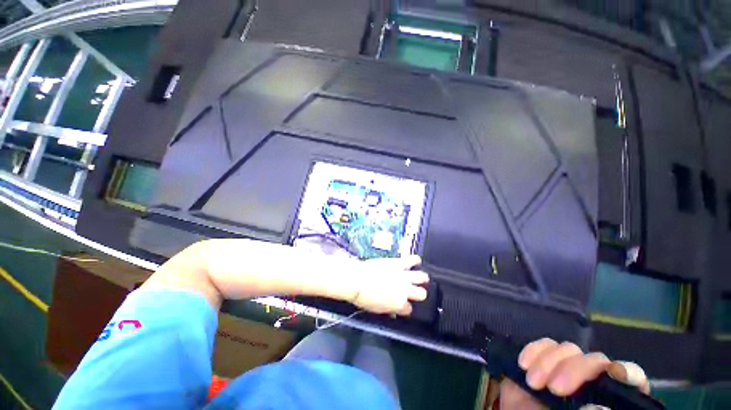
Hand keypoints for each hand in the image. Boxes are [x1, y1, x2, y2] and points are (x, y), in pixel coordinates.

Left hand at [349, 255, 428, 315]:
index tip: (403, 305)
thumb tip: (393, 312)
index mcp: (399, 304)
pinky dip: (416, 260)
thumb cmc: (364, 297)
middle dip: (419, 293)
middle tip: (415, 291)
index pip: (409, 309)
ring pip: (422, 277)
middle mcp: (405, 290)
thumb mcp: (376, 309)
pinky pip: (412, 260)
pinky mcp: (399, 263)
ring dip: (422, 278)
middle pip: (421, 294)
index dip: (406, 307)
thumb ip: (388, 310)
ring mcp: (403, 275)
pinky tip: (416, 261)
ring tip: (421, 277)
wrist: (357, 279)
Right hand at [498, 338, 649, 408]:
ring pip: (568, 349)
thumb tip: (595, 405)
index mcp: (609, 398)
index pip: (632, 378)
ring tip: (533, 383)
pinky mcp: (543, 358)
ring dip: (547, 363)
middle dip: (574, 370)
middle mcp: (593, 380)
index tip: (615, 374)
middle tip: (555, 389)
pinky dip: (533, 351)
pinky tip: (523, 365)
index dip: (628, 372)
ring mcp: (567, 366)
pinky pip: (543, 344)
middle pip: (595, 360)